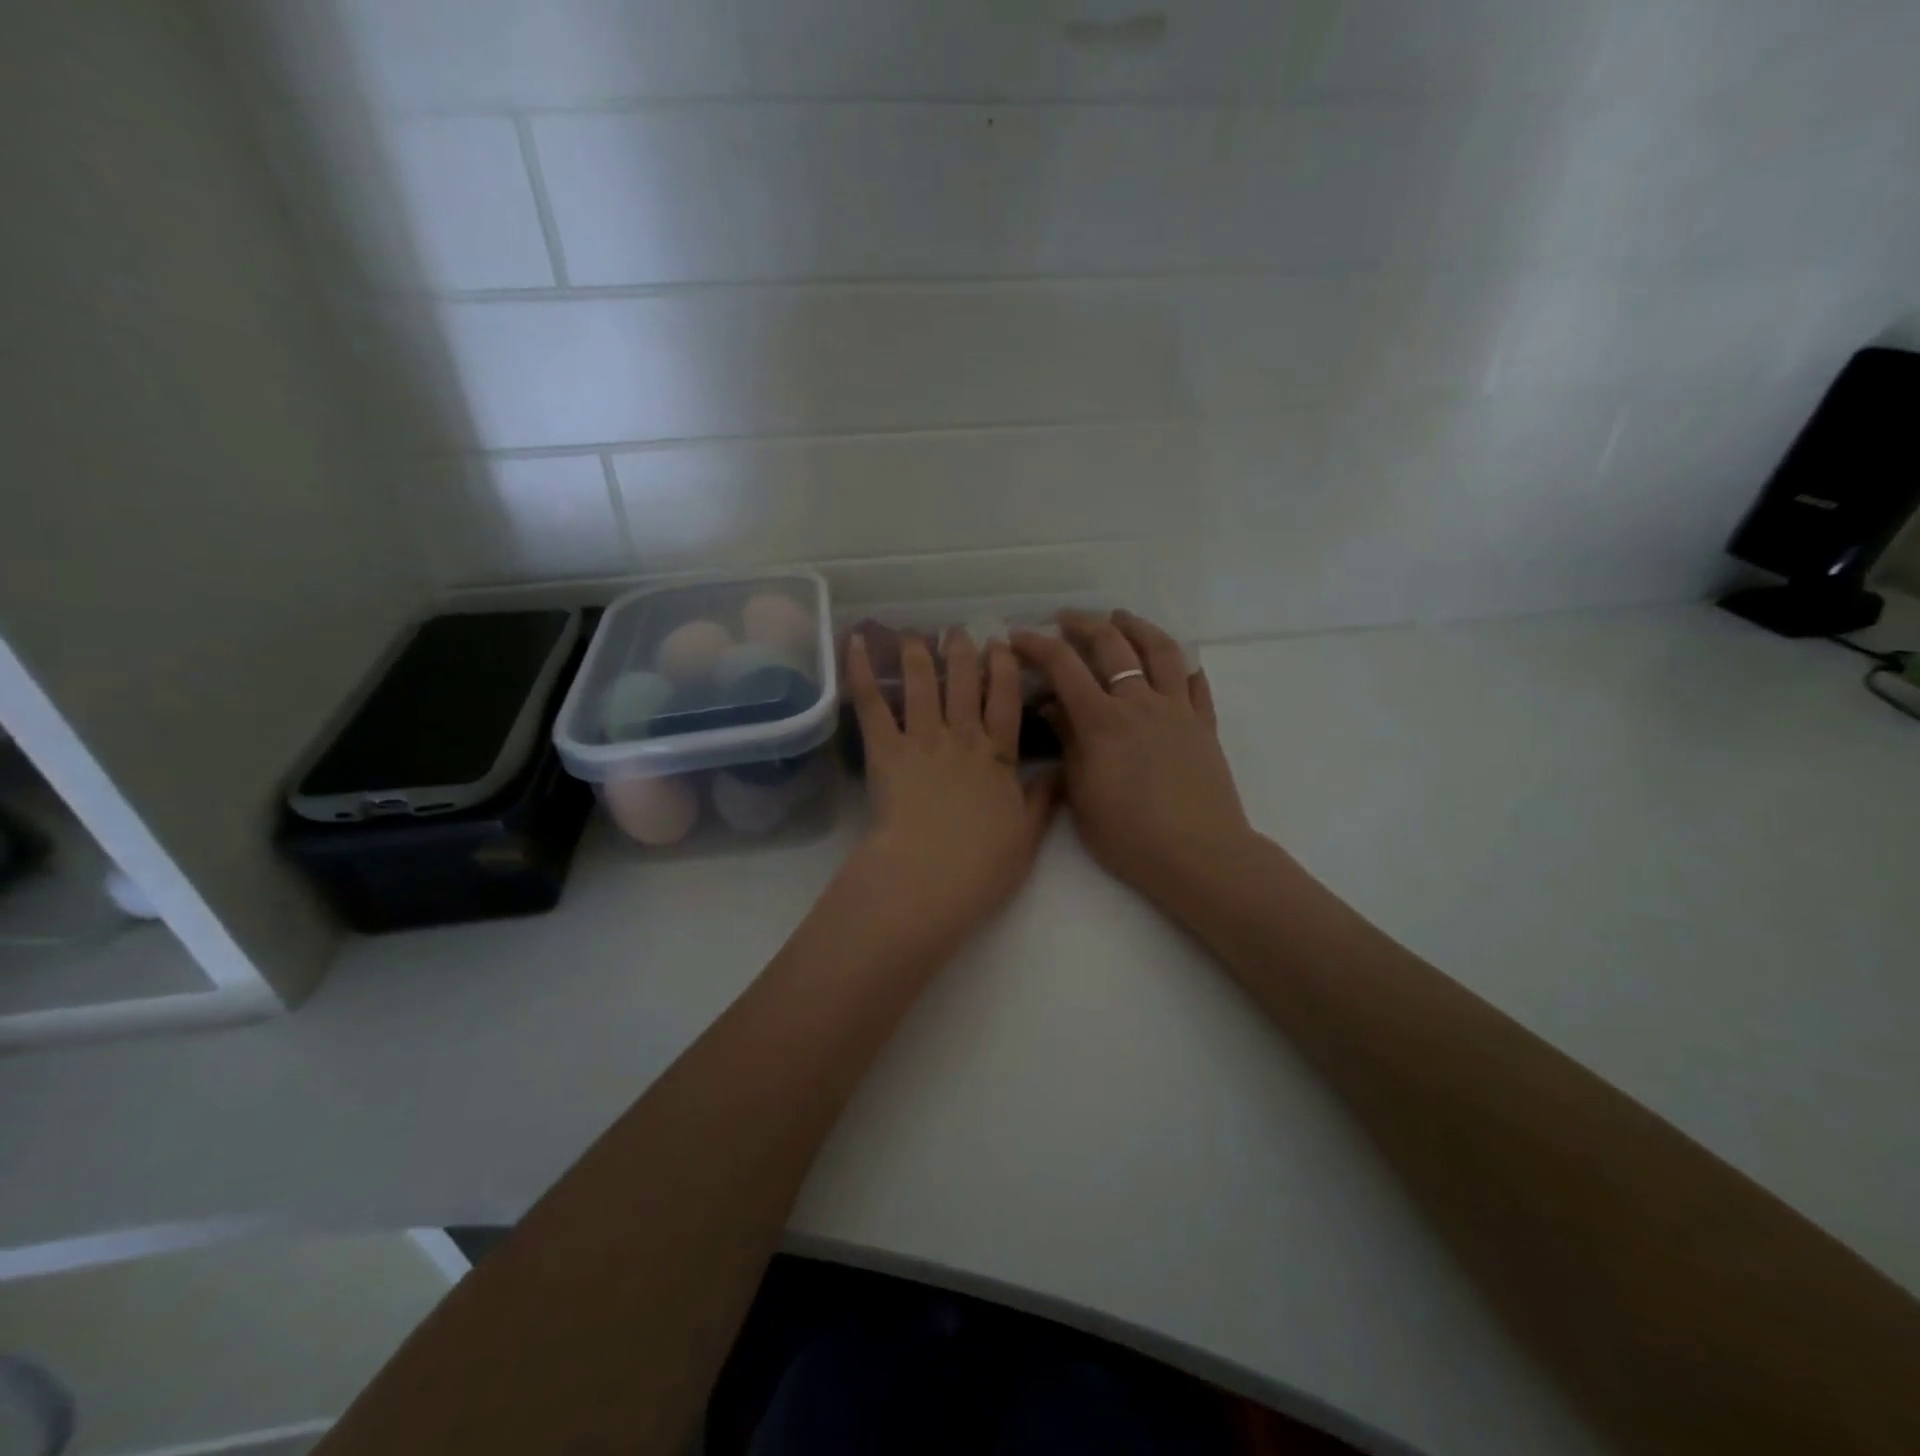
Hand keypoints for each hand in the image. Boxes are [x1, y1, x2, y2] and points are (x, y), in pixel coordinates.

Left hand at [843, 629, 1057, 947]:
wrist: (931, 876)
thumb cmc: (982, 865)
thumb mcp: (1026, 835)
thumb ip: (1043, 800)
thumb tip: (1062, 770)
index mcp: (999, 757)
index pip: (1006, 701)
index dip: (1005, 670)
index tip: (1002, 644)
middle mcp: (963, 738)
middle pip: (965, 684)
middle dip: (963, 653)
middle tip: (958, 631)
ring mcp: (923, 741)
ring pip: (923, 685)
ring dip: (918, 655)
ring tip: (914, 635)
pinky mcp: (886, 751)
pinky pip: (873, 706)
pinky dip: (862, 673)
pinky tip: (855, 644)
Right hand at [1011, 610, 1253, 913]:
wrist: (1198, 855)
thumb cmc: (1130, 836)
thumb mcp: (1082, 796)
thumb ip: (1068, 745)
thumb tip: (1053, 709)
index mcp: (1102, 721)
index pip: (1064, 666)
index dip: (1037, 645)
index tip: (1018, 636)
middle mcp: (1140, 703)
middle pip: (1112, 644)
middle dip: (1084, 624)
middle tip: (1065, 619)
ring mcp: (1178, 710)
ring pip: (1160, 650)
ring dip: (1137, 626)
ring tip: (1121, 618)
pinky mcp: (1205, 725)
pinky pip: (1196, 683)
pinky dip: (1182, 664)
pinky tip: (1174, 662)